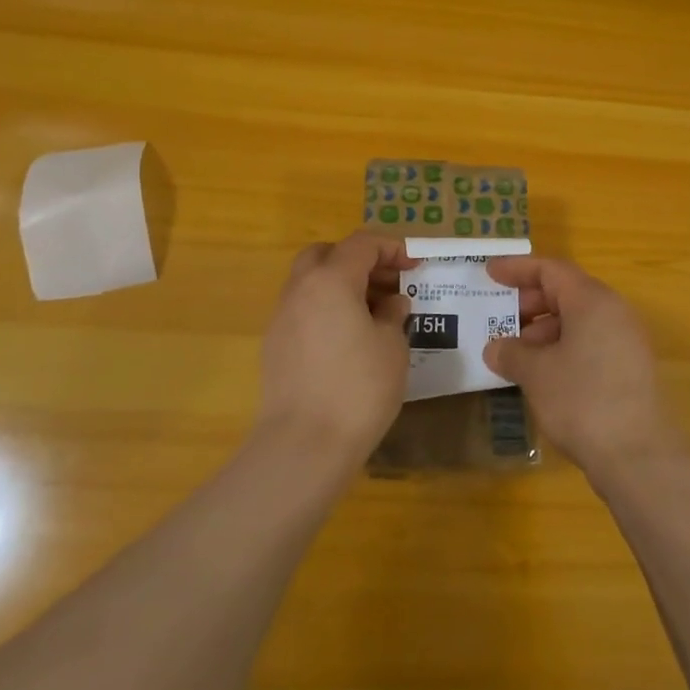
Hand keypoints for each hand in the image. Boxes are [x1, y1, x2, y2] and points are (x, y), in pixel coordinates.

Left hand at [256, 233, 413, 469]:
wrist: (304, 445)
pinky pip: (303, 310)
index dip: (392, 248)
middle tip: (387, 283)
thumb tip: (390, 304)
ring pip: (311, 282)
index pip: (362, 244)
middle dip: (358, 260)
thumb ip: (393, 315)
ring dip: (341, 285)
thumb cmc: (358, 388)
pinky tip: (348, 339)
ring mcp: (281, 318)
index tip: (414, 266)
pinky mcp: (274, 346)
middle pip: (327, 254)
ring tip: (373, 313)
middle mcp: (300, 290)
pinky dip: (326, 309)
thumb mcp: (392, 347)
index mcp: (331, 280)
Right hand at [483, 255, 687, 482]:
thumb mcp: (536, 374)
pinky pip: (590, 342)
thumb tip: (495, 348)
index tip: (489, 273)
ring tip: (515, 352)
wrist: (639, 457)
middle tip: (500, 317)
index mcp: (592, 300)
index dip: (517, 269)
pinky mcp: (630, 368)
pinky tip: (542, 373)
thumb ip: (511, 353)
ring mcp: (626, 340)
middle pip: (566, 292)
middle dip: (529, 301)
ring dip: (544, 329)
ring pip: (578, 319)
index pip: (550, 270)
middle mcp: (614, 311)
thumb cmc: (582, 401)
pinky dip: (563, 347)